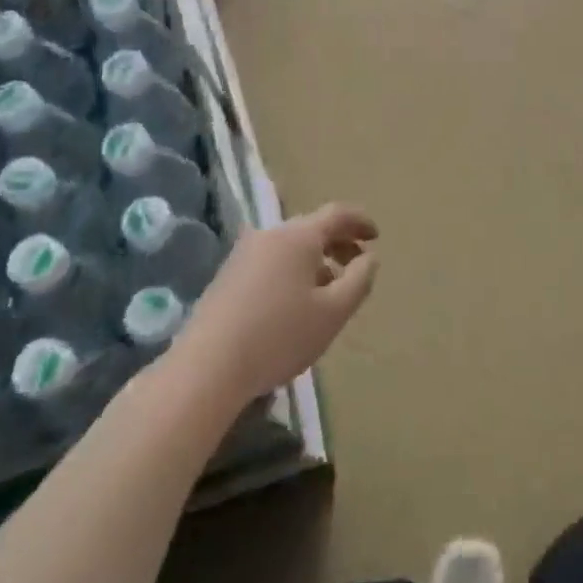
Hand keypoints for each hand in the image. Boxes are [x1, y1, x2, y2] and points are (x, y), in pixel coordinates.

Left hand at [174, 204, 378, 404]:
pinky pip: (271, 262)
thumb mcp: (334, 311)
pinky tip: (296, 304)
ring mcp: (242, 255)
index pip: (337, 213)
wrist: (206, 369)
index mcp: (298, 236)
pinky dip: (293, 271)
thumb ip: (360, 279)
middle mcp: (269, 235)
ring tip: (330, 291)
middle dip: (339, 243)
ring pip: (290, 247)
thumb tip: (368, 258)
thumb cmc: (280, 336)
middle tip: (358, 265)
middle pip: (312, 228)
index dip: (361, 221)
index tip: (376, 237)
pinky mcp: (226, 277)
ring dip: (316, 260)